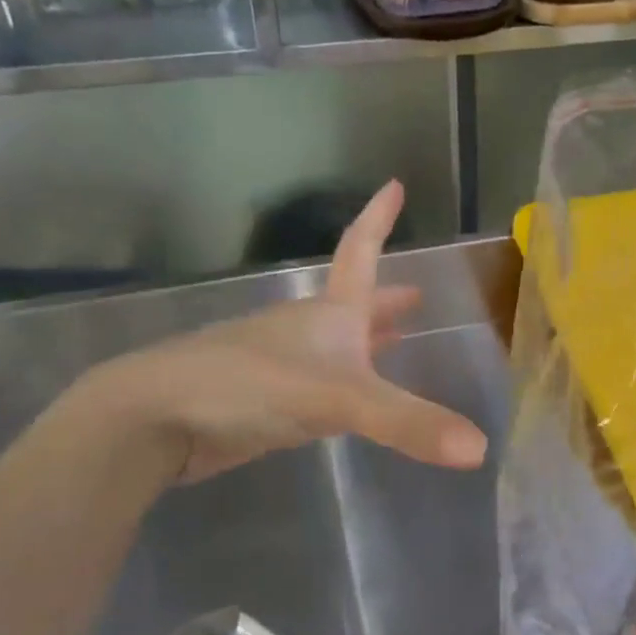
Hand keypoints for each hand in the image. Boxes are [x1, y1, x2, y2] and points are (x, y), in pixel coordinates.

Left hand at [91, 181, 487, 482]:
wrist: (155, 418)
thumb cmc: (251, 385)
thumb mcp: (341, 400)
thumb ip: (409, 423)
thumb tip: (480, 450)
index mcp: (328, 313)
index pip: (360, 251)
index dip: (379, 218)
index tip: (395, 184)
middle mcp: (306, 330)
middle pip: (353, 302)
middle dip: (387, 300)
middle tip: (418, 297)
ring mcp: (280, 364)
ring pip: (334, 344)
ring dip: (365, 340)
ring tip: (394, 343)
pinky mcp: (263, 400)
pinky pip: (316, 382)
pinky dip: (341, 381)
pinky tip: (346, 401)